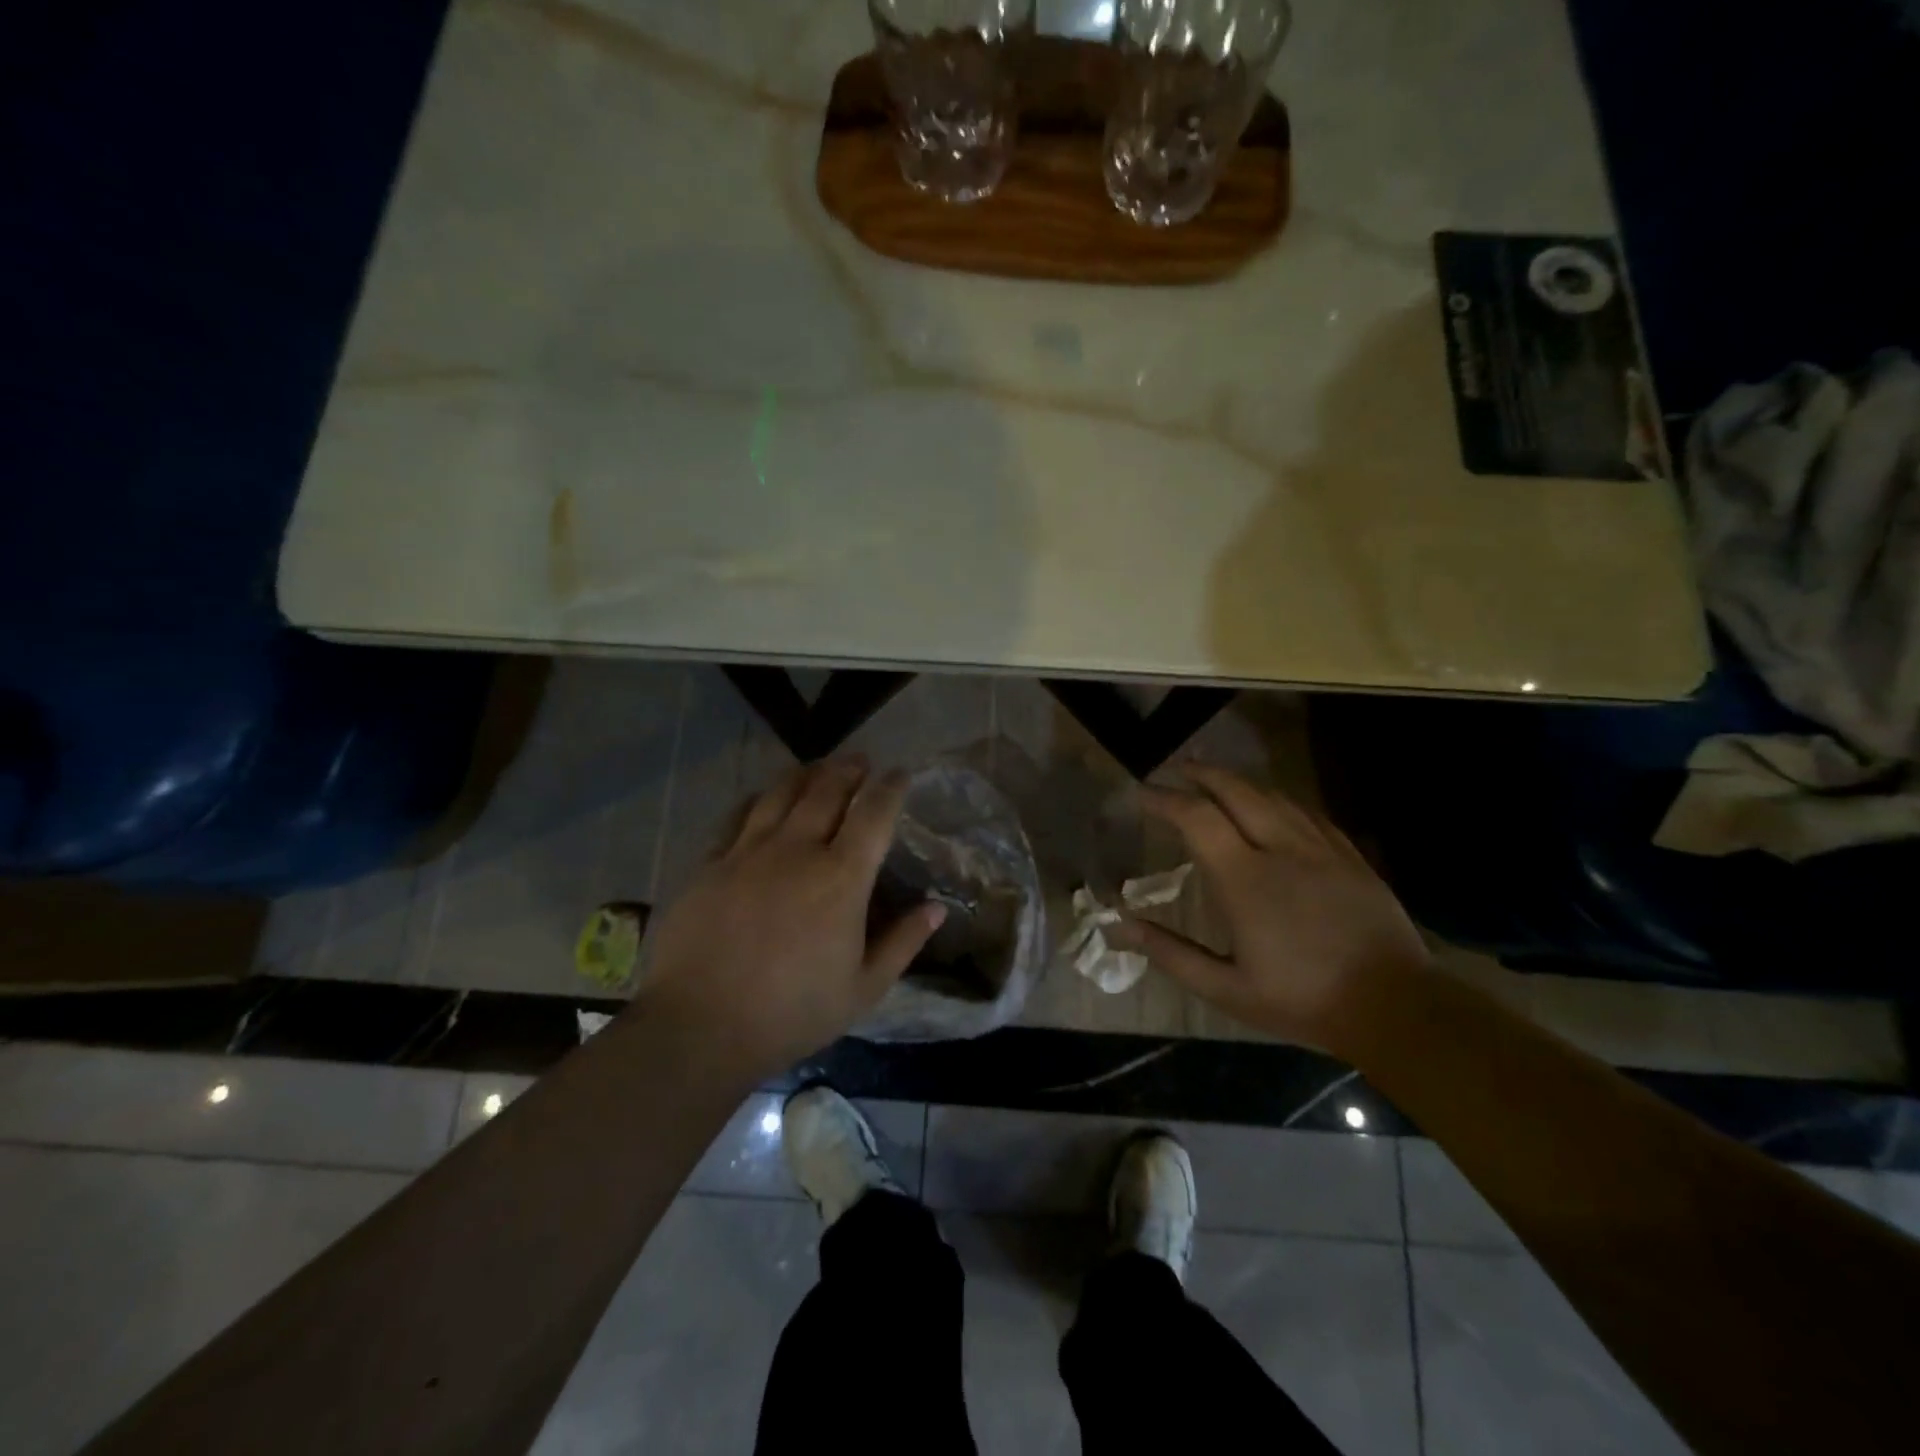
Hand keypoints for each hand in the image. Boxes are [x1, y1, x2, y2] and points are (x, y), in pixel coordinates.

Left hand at [639, 757, 943, 1076]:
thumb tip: (937, 906)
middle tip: (860, 761)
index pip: (873, 813)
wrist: (700, 1027)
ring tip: (817, 768)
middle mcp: (797, 850)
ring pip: (781, 794)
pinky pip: (738, 816)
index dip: (891, 787)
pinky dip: (759, 799)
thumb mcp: (863, 988)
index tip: (900, 774)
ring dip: (805, 774)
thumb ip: (903, 942)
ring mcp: (748, 852)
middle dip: (848, 769)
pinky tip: (763, 798)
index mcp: (841, 878)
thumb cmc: (792, 1012)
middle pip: (826, 790)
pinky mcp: (711, 864)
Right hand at [1110, 766, 1429, 1052]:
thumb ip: (1170, 953)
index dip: (1164, 799)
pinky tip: (1273, 805)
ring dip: (1239, 782)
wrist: (1395, 1007)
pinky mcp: (1350, 857)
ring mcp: (1321, 848)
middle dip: (1202, 774)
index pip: (1196, 818)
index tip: (1142, 793)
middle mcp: (1281, 849)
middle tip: (1178, 770)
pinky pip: (1308, 813)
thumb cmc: (1302, 1000)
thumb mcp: (1226, 989)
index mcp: (1245, 879)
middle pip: (1236, 791)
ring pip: (1273, 796)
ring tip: (1217, 781)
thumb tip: (1119, 926)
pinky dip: (1279, 800)